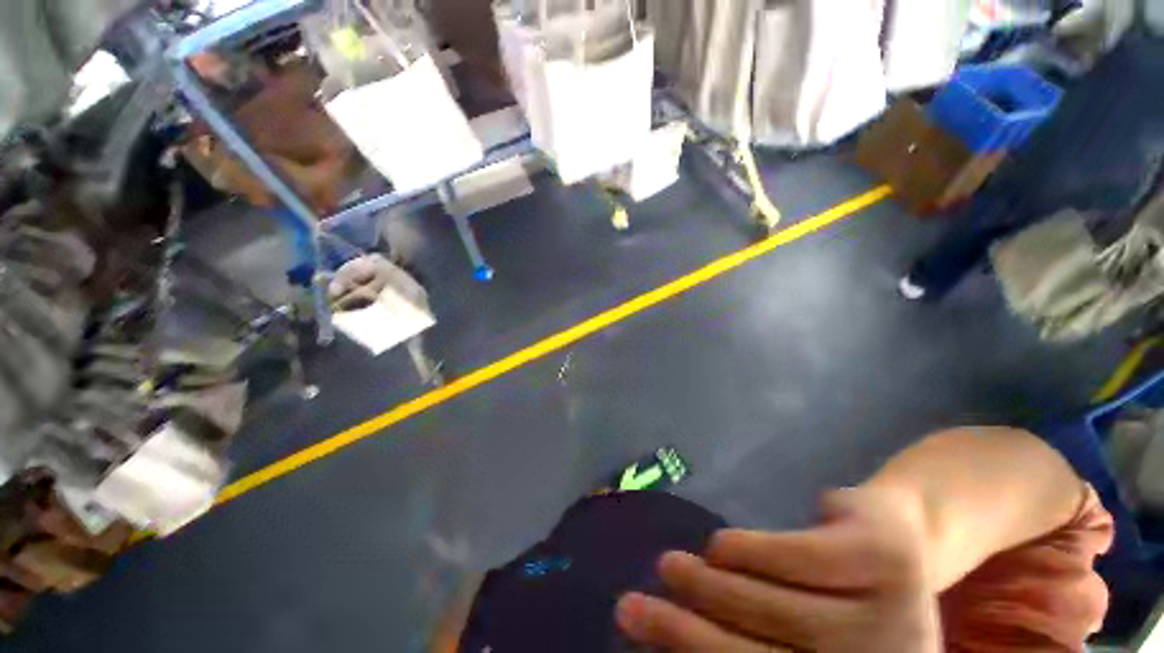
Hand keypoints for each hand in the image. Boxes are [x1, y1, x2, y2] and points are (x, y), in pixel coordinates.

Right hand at [615, 488, 941, 651]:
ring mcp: (896, 617)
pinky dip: (745, 552)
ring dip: (708, 587)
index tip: (639, 641)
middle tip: (632, 606)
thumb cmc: (838, 600)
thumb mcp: (802, 638)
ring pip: (778, 610)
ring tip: (669, 566)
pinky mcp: (881, 557)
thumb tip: (678, 636)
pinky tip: (719, 546)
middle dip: (687, 634)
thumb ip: (752, 642)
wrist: (899, 538)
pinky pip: (793, 558)